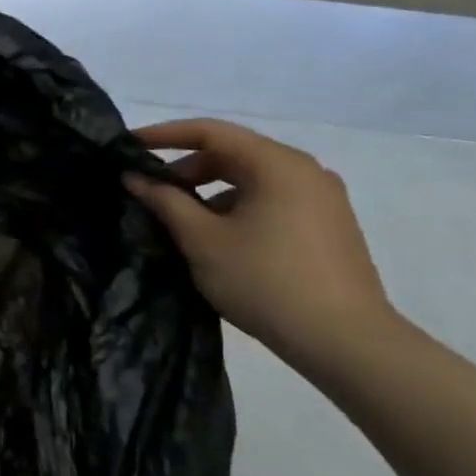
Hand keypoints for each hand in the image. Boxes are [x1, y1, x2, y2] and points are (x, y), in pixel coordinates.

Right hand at [123, 118, 397, 363]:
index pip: (210, 132)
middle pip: (233, 153)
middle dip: (186, 167)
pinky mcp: (328, 225)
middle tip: (150, 189)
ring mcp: (322, 199)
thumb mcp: (202, 239)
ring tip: (179, 217)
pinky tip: (217, 237)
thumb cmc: (266, 281)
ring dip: (210, 189)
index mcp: (277, 164)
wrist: (347, 343)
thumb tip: (134, 176)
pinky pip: (271, 199)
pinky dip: (237, 206)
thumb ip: (164, 201)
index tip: (128, 145)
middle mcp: (305, 171)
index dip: (164, 134)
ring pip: (252, 178)